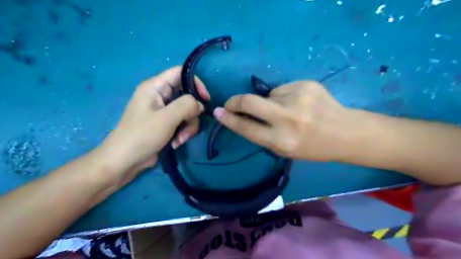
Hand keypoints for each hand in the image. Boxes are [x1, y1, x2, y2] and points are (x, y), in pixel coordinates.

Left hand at [101, 67, 209, 174]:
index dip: (196, 82)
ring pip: (187, 111)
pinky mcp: (166, 123)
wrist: (126, 161)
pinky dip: (183, 132)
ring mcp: (163, 110)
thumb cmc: (142, 135)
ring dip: (188, 126)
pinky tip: (176, 142)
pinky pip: (183, 122)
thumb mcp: (166, 118)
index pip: (180, 72)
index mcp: (155, 87)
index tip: (206, 98)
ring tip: (180, 139)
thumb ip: (186, 105)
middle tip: (188, 126)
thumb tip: (200, 104)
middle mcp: (160, 95)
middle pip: (187, 95)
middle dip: (192, 113)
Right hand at [212, 81, 353, 161]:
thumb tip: (243, 115)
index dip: (229, 119)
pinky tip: (299, 103)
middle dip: (235, 101)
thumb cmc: (313, 147)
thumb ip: (263, 134)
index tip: (218, 112)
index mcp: (282, 141)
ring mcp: (297, 98)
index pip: (246, 127)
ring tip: (288, 110)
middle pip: (249, 102)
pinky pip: (283, 89)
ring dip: (270, 102)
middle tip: (231, 103)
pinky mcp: (306, 84)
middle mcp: (287, 119)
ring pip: (268, 95)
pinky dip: (284, 96)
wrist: (345, 132)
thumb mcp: (284, 150)